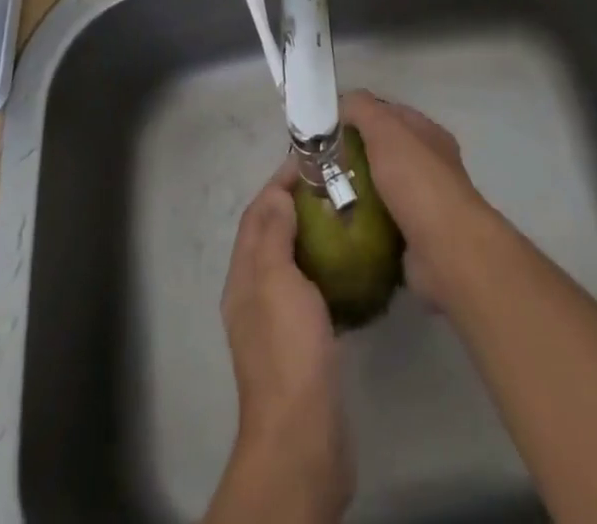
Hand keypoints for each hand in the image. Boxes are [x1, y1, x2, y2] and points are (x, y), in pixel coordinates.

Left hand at [209, 160, 351, 523]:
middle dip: (296, 203)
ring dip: (312, 235)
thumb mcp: (276, 281)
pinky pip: (311, 290)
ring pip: (292, 261)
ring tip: (345, 215)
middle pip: (272, 234)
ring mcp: (277, 322)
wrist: (302, 437)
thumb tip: (278, 195)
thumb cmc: (288, 350)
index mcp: (244, 275)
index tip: (309, 159)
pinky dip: (326, 270)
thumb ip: (273, 236)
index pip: (258, 213)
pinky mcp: (302, 344)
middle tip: (333, 183)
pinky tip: (351, 268)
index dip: (279, 182)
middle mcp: (254, 294)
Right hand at [340, 90, 495, 306]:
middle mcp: (429, 165)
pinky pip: (380, 223)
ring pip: (380, 188)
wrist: (446, 251)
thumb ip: (363, 109)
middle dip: (353, 155)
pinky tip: (338, 224)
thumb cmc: (417, 180)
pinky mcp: (414, 237)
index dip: (358, 114)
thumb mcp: (386, 130)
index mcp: (427, 134)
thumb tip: (342, 102)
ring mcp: (423, 203)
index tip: (327, 127)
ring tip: (320, 196)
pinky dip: (362, 223)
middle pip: (383, 151)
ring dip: (355, 191)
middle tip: (318, 165)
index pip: (388, 113)